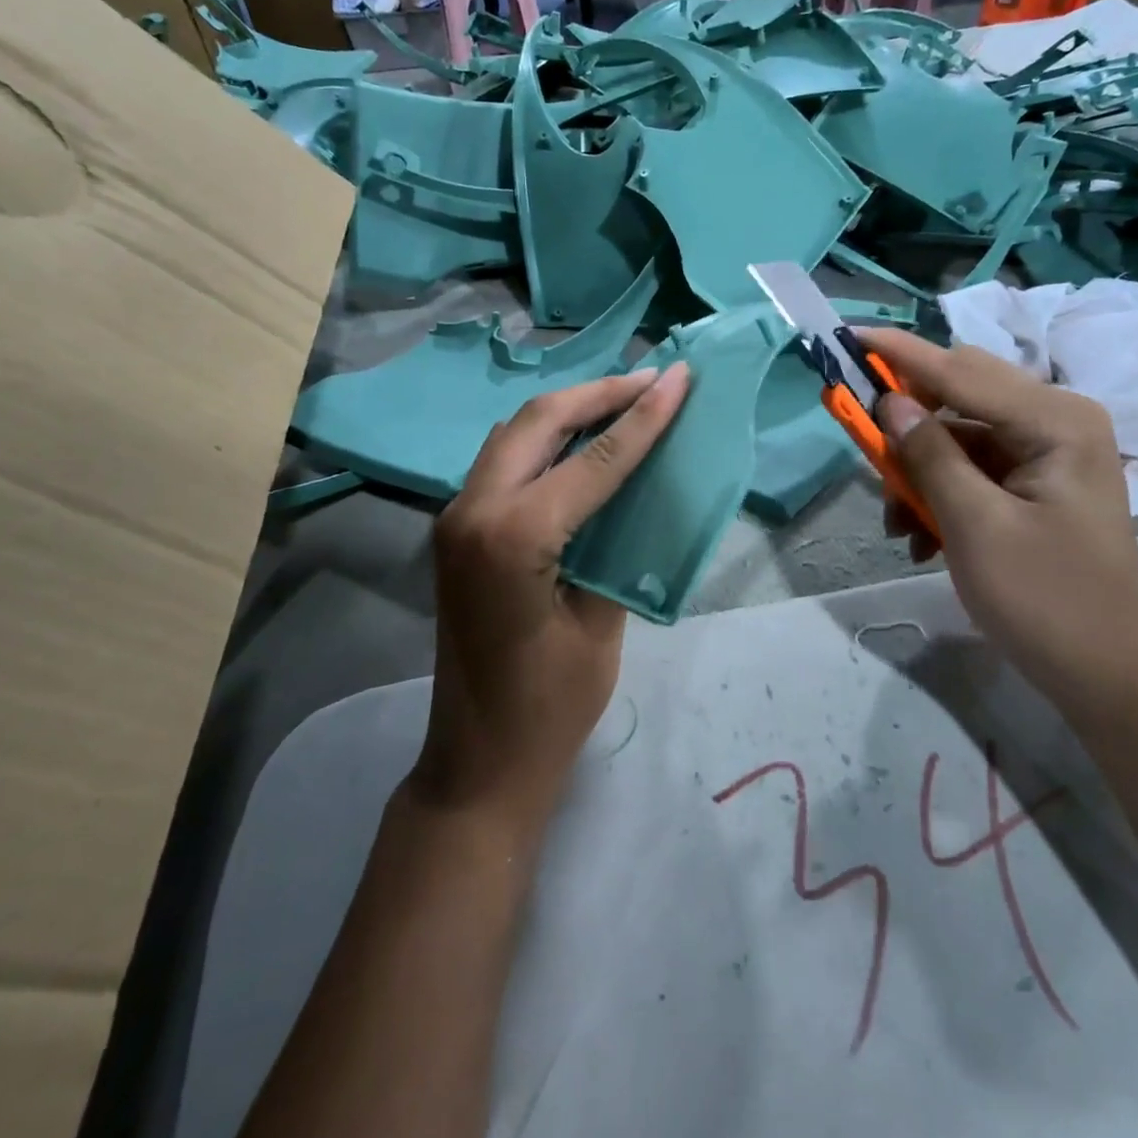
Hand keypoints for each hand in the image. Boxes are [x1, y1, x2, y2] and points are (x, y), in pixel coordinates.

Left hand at [419, 363, 691, 832]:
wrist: (480, 759)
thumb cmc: (551, 707)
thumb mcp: (601, 623)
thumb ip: (617, 543)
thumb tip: (639, 489)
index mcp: (514, 537)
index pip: (592, 459)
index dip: (643, 416)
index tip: (680, 377)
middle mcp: (474, 511)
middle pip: (538, 420)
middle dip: (598, 393)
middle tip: (652, 380)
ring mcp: (457, 518)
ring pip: (514, 433)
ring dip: (568, 410)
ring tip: (623, 401)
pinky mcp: (458, 531)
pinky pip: (503, 461)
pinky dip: (544, 440)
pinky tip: (581, 442)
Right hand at [861, 328, 1137, 705]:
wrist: (1106, 673)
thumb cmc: (1045, 600)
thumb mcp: (975, 527)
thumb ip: (930, 457)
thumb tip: (888, 402)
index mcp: (1055, 421)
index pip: (961, 372)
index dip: (899, 355)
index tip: (847, 337)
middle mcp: (1055, 421)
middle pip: (959, 395)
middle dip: (905, 424)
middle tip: (862, 447)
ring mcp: (1046, 452)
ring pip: (957, 436)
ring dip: (918, 472)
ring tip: (899, 527)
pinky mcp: (1034, 482)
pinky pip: (970, 469)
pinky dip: (938, 494)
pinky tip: (922, 539)